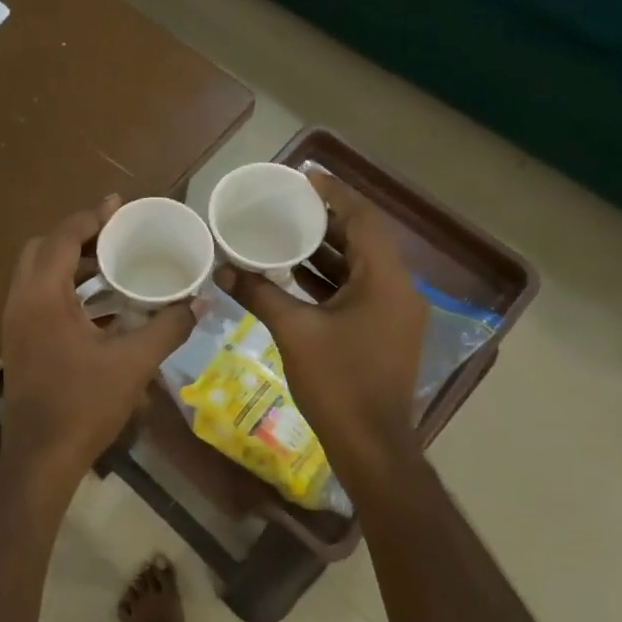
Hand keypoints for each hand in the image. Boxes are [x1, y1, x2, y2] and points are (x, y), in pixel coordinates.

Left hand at [0, 198, 194, 489]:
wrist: (42, 456)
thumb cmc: (84, 403)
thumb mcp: (133, 363)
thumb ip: (168, 327)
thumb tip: (201, 302)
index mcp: (42, 297)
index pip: (61, 239)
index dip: (89, 218)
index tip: (118, 206)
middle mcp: (21, 302)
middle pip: (42, 250)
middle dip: (77, 236)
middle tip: (114, 234)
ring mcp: (17, 324)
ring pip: (40, 276)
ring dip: (73, 264)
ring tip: (114, 262)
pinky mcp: (21, 343)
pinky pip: (42, 299)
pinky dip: (68, 290)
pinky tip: (103, 304)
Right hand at [223, 173, 427, 466]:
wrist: (371, 445)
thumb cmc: (338, 383)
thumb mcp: (294, 332)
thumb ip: (259, 294)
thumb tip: (223, 270)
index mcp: (384, 279)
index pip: (363, 218)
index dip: (335, 193)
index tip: (302, 176)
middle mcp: (398, 288)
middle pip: (363, 239)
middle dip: (326, 219)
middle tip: (286, 204)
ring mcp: (394, 312)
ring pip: (360, 266)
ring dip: (326, 249)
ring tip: (284, 231)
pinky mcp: (384, 331)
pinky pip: (357, 290)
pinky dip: (329, 278)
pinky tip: (295, 274)